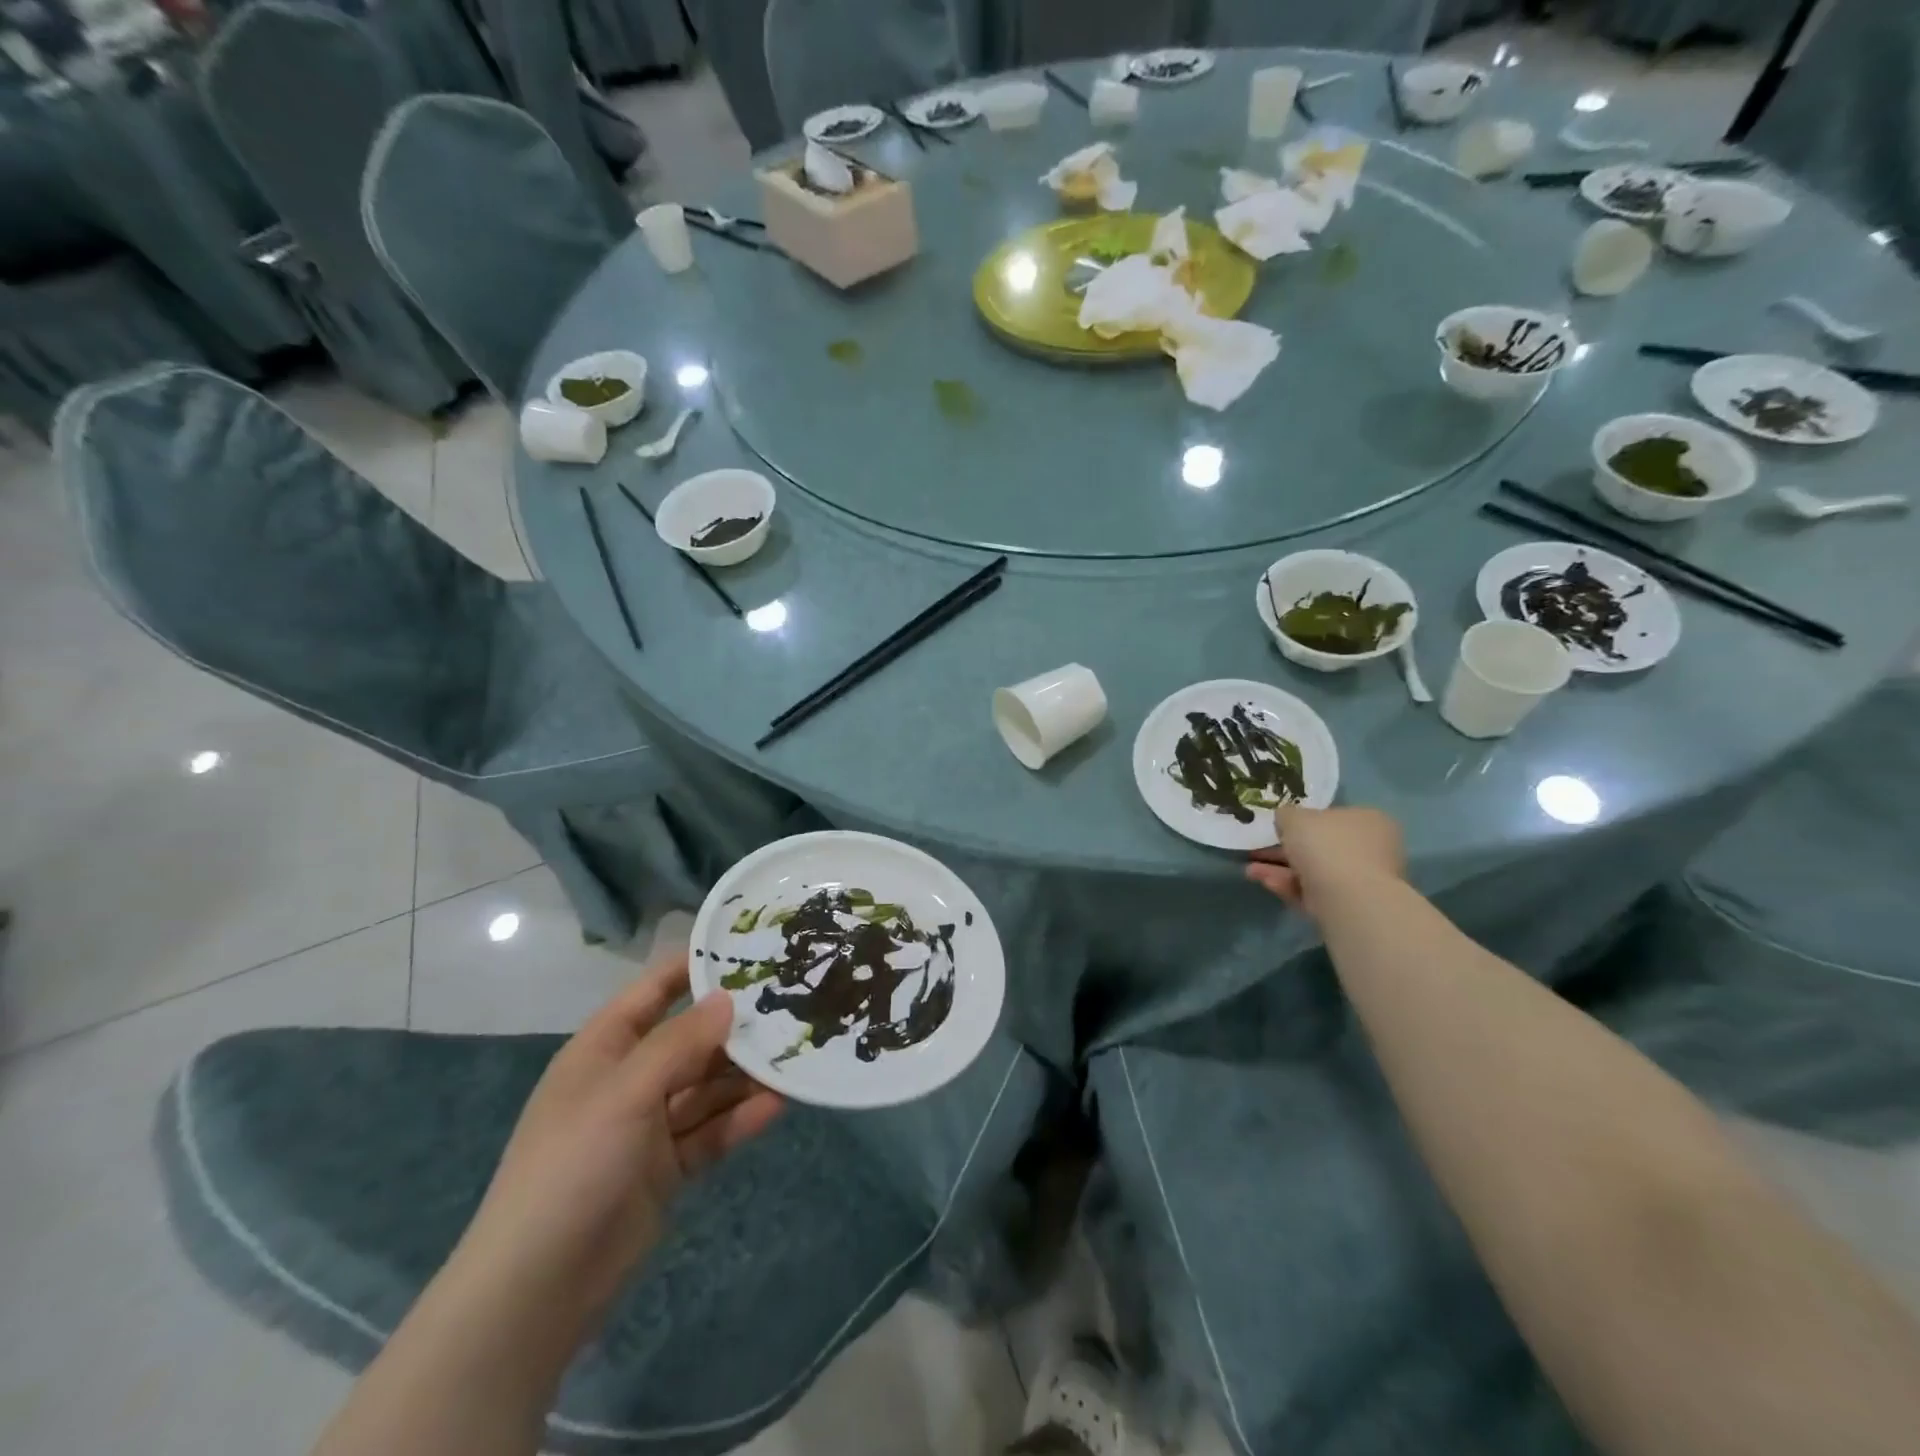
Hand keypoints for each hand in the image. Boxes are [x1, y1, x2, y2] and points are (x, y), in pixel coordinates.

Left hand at [448, 950, 782, 1351]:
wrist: (536, 1291)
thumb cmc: (573, 1166)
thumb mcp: (626, 1092)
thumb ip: (681, 1043)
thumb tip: (728, 998)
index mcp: (604, 1049)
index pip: (654, 991)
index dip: (695, 967)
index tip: (749, 949)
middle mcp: (628, 1080)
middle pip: (690, 1041)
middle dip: (735, 1027)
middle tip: (792, 1007)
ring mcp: (647, 1127)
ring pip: (707, 1087)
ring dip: (746, 1076)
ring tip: (796, 1057)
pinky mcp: (666, 1169)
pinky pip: (711, 1132)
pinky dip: (740, 1119)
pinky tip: (779, 1105)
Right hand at [1246, 804, 1404, 920]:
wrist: (1348, 898)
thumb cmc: (1326, 845)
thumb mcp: (1295, 817)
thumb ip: (1287, 815)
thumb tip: (1286, 819)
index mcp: (1367, 820)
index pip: (1332, 817)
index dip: (1302, 821)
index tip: (1276, 827)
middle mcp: (1370, 848)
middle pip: (1320, 846)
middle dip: (1283, 849)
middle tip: (1256, 850)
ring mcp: (1361, 880)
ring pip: (1313, 871)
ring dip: (1279, 869)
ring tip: (1250, 870)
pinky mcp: (1348, 906)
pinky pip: (1313, 891)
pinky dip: (1289, 886)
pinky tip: (1265, 882)